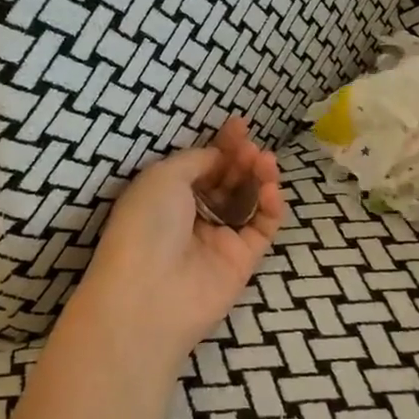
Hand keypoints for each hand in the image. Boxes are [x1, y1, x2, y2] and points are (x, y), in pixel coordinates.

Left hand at [66, 116, 285, 371]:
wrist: (149, 293)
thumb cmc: (146, 224)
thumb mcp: (163, 176)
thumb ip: (197, 160)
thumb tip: (218, 155)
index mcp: (166, 194)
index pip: (202, 164)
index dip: (221, 144)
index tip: (240, 125)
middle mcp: (192, 216)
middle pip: (227, 180)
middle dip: (241, 159)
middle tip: (252, 146)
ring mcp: (218, 239)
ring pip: (247, 201)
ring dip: (258, 177)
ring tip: (266, 161)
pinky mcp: (241, 261)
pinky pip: (262, 227)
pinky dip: (270, 207)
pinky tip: (271, 189)